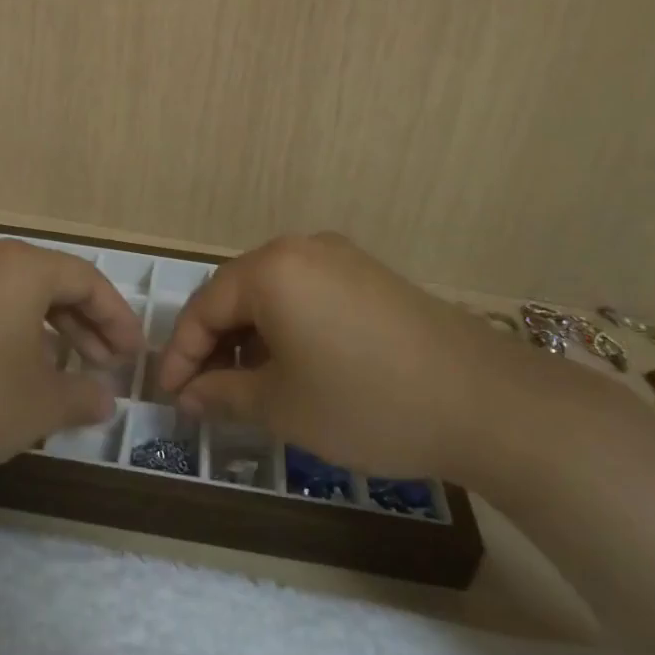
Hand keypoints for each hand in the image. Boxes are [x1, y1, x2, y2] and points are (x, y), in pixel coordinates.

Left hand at [0, 240, 145, 473]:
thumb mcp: (40, 404)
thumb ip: (83, 397)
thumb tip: (105, 400)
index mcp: (22, 269)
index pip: (87, 282)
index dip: (117, 318)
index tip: (131, 354)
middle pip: (49, 284)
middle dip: (83, 325)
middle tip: (102, 363)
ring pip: (11, 295)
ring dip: (44, 329)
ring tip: (58, 369)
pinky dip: (5, 331)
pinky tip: (5, 368)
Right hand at [156, 232, 616, 489]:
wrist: (486, 403)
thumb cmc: (365, 402)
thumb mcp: (282, 405)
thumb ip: (223, 393)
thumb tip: (188, 395)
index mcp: (270, 270)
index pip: (203, 308)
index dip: (180, 355)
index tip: (168, 396)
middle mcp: (302, 249)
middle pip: (236, 294)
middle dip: (213, 344)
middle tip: (202, 391)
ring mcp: (343, 259)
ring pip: (273, 295)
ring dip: (250, 337)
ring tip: (245, 385)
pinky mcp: (372, 278)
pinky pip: (309, 296)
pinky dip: (287, 328)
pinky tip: (293, 366)